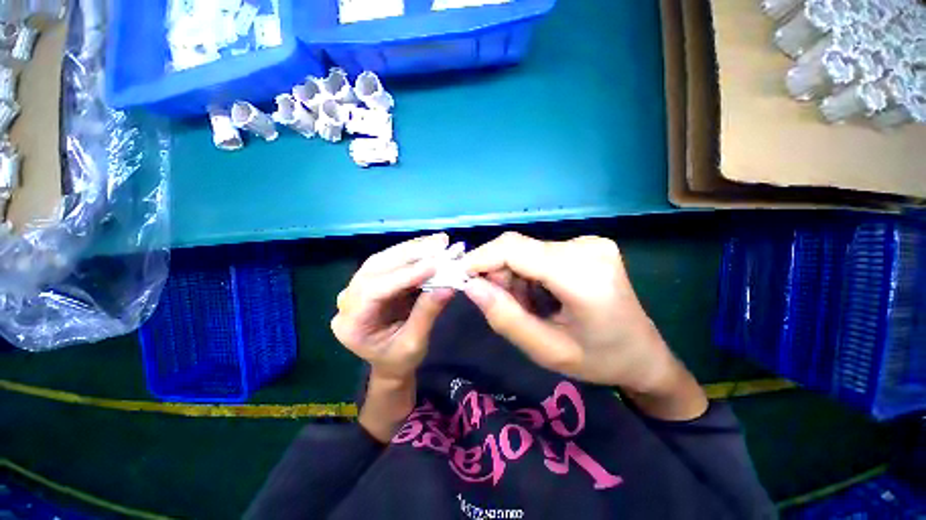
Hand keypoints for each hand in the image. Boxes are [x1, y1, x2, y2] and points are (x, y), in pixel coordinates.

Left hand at [331, 233, 455, 382]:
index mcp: (352, 325)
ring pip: (383, 259)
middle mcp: (348, 301)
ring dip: (412, 249)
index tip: (433, 265)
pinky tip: (429, 246)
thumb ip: (427, 314)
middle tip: (439, 243)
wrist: (390, 363)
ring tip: (438, 241)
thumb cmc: (400, 360)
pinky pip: (390, 261)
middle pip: (376, 268)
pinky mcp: (372, 281)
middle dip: (410, 254)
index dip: (404, 275)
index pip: (374, 291)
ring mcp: (358, 288)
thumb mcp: (415, 343)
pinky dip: (412, 252)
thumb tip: (449, 286)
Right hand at [461, 232, 706, 418]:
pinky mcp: (587, 245)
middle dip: (499, 273)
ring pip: (527, 250)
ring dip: (514, 275)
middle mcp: (587, 248)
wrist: (644, 355)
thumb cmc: (599, 361)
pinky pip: (540, 253)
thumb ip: (505, 318)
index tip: (460, 276)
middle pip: (519, 248)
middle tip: (500, 303)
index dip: (481, 258)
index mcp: (582, 276)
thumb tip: (471, 286)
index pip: (515, 250)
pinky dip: (528, 272)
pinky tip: (540, 295)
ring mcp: (590, 242)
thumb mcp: (546, 351)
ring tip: (527, 305)